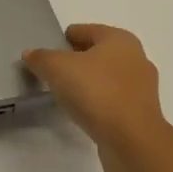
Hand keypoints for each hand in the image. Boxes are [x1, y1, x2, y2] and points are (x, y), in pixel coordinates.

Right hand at [23, 24, 171, 171]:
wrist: (132, 141)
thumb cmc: (97, 92)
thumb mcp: (58, 68)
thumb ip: (41, 57)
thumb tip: (31, 54)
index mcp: (120, 39)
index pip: (85, 30)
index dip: (63, 39)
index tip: (46, 54)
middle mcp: (136, 58)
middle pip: (97, 54)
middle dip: (76, 61)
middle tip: (52, 74)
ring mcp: (141, 88)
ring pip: (106, 78)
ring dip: (88, 83)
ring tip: (65, 95)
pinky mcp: (141, 114)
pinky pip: (112, 100)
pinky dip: (98, 103)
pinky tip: (82, 112)